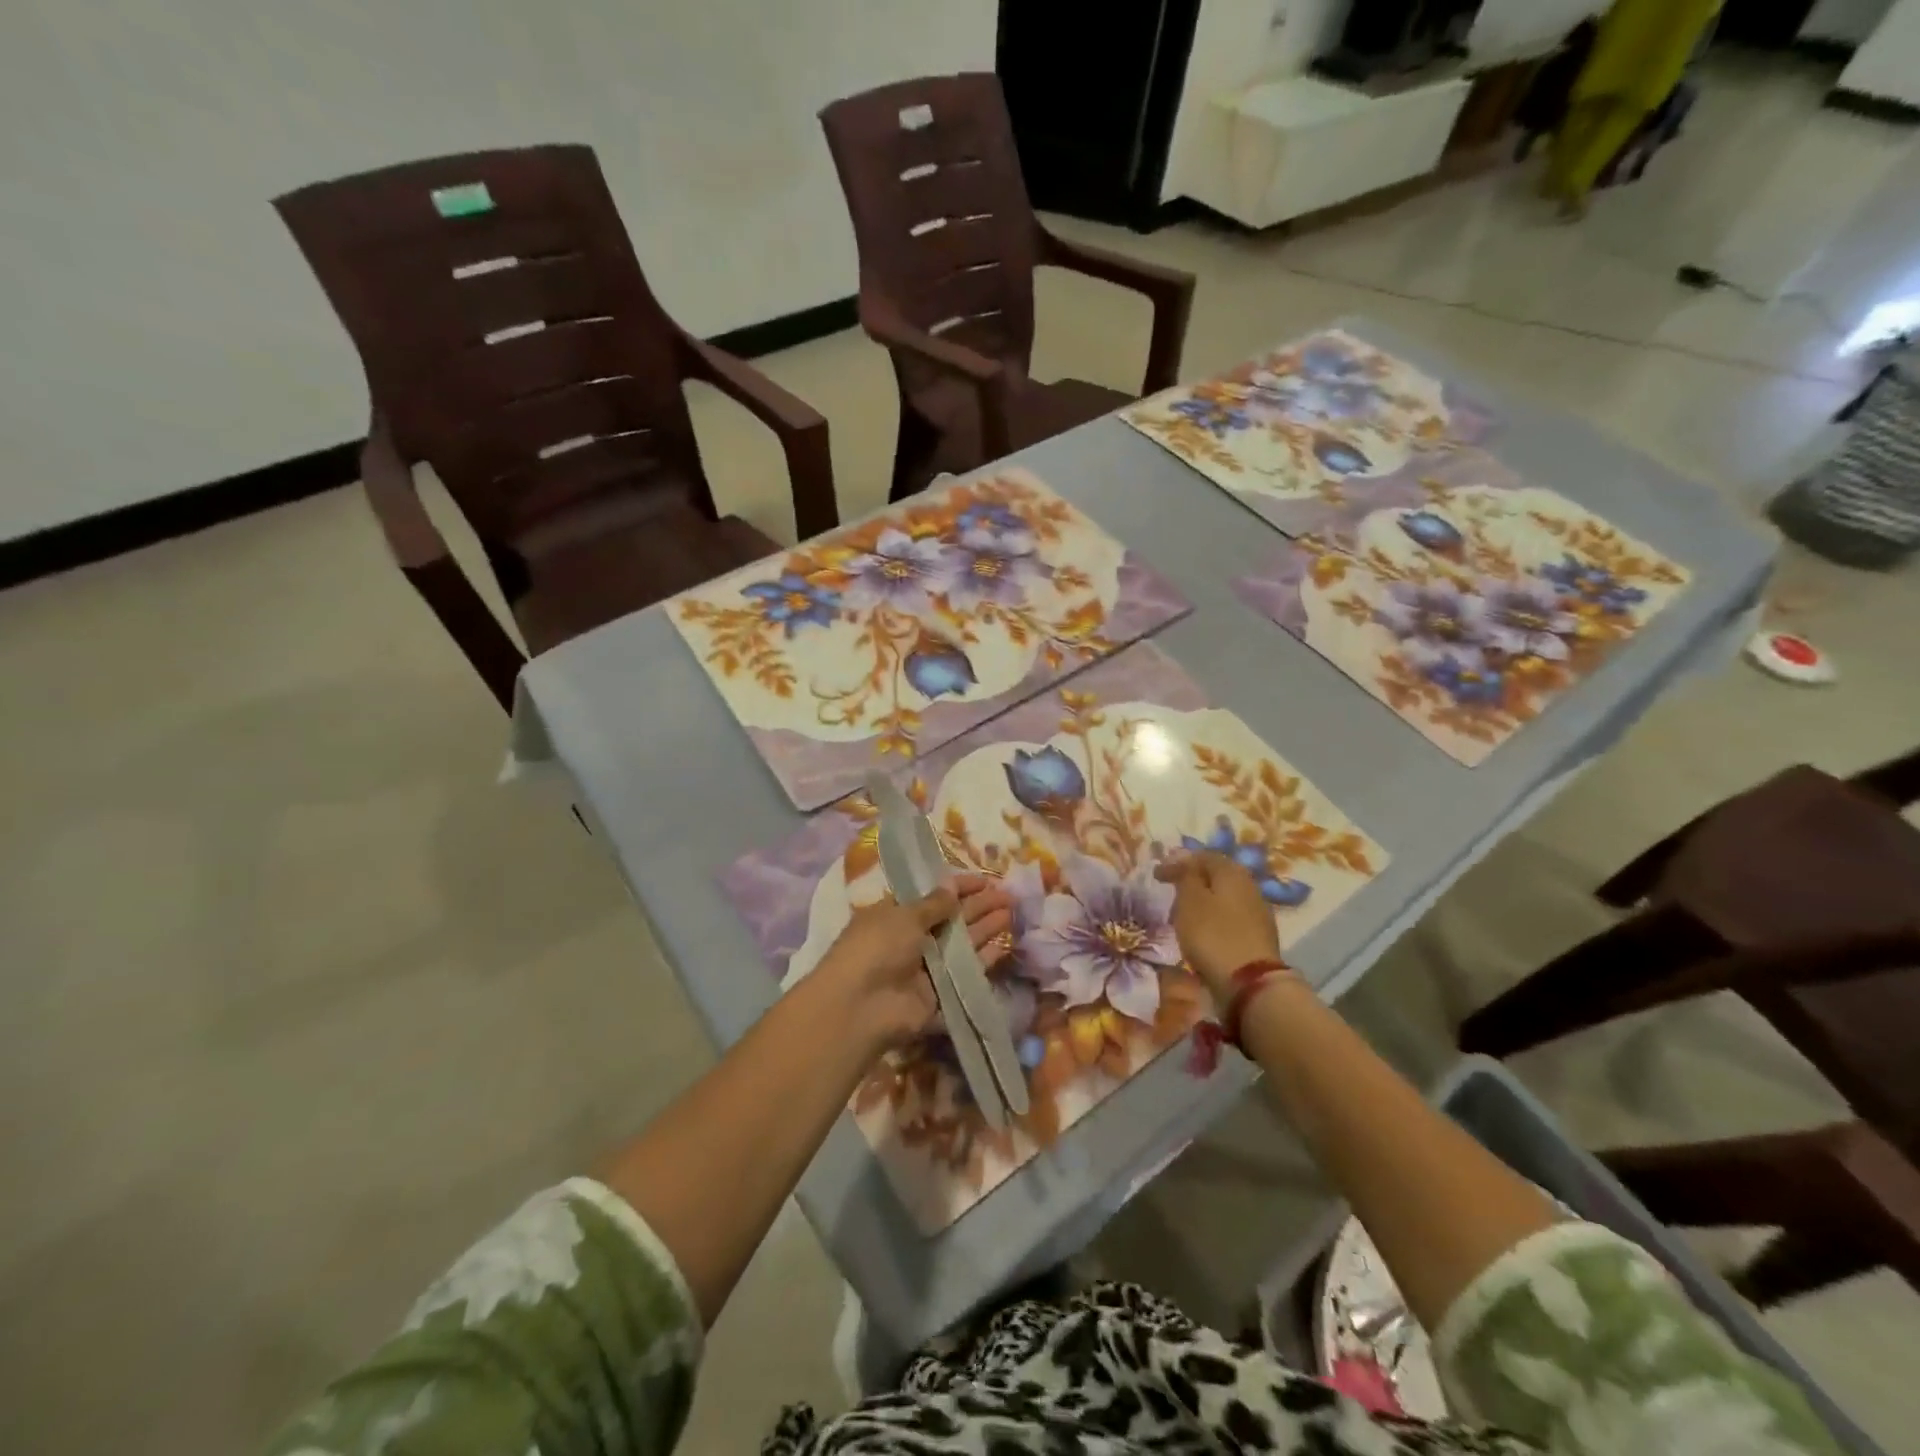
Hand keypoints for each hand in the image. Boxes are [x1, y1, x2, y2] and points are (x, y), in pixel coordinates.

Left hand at [815, 873, 1013, 1050]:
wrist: (862, 1006)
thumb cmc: (876, 948)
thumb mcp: (903, 916)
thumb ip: (933, 904)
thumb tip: (952, 887)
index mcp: (896, 915)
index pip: (932, 896)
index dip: (958, 887)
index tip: (984, 880)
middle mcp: (913, 939)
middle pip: (952, 919)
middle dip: (978, 905)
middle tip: (1008, 895)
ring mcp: (928, 968)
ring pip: (963, 944)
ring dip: (986, 927)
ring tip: (1012, 912)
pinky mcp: (942, 993)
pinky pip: (967, 973)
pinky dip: (985, 960)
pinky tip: (1005, 945)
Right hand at [1154, 851, 1282, 997]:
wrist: (1250, 983)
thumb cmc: (1212, 935)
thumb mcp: (1190, 899)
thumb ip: (1185, 875)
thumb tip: (1183, 858)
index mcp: (1232, 872)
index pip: (1203, 856)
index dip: (1177, 862)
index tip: (1156, 875)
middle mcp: (1249, 886)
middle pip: (1216, 876)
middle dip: (1192, 881)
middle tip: (1170, 892)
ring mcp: (1256, 913)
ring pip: (1223, 898)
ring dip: (1202, 902)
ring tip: (1182, 915)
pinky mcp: (1257, 937)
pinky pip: (1229, 918)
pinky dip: (1212, 920)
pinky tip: (1201, 932)